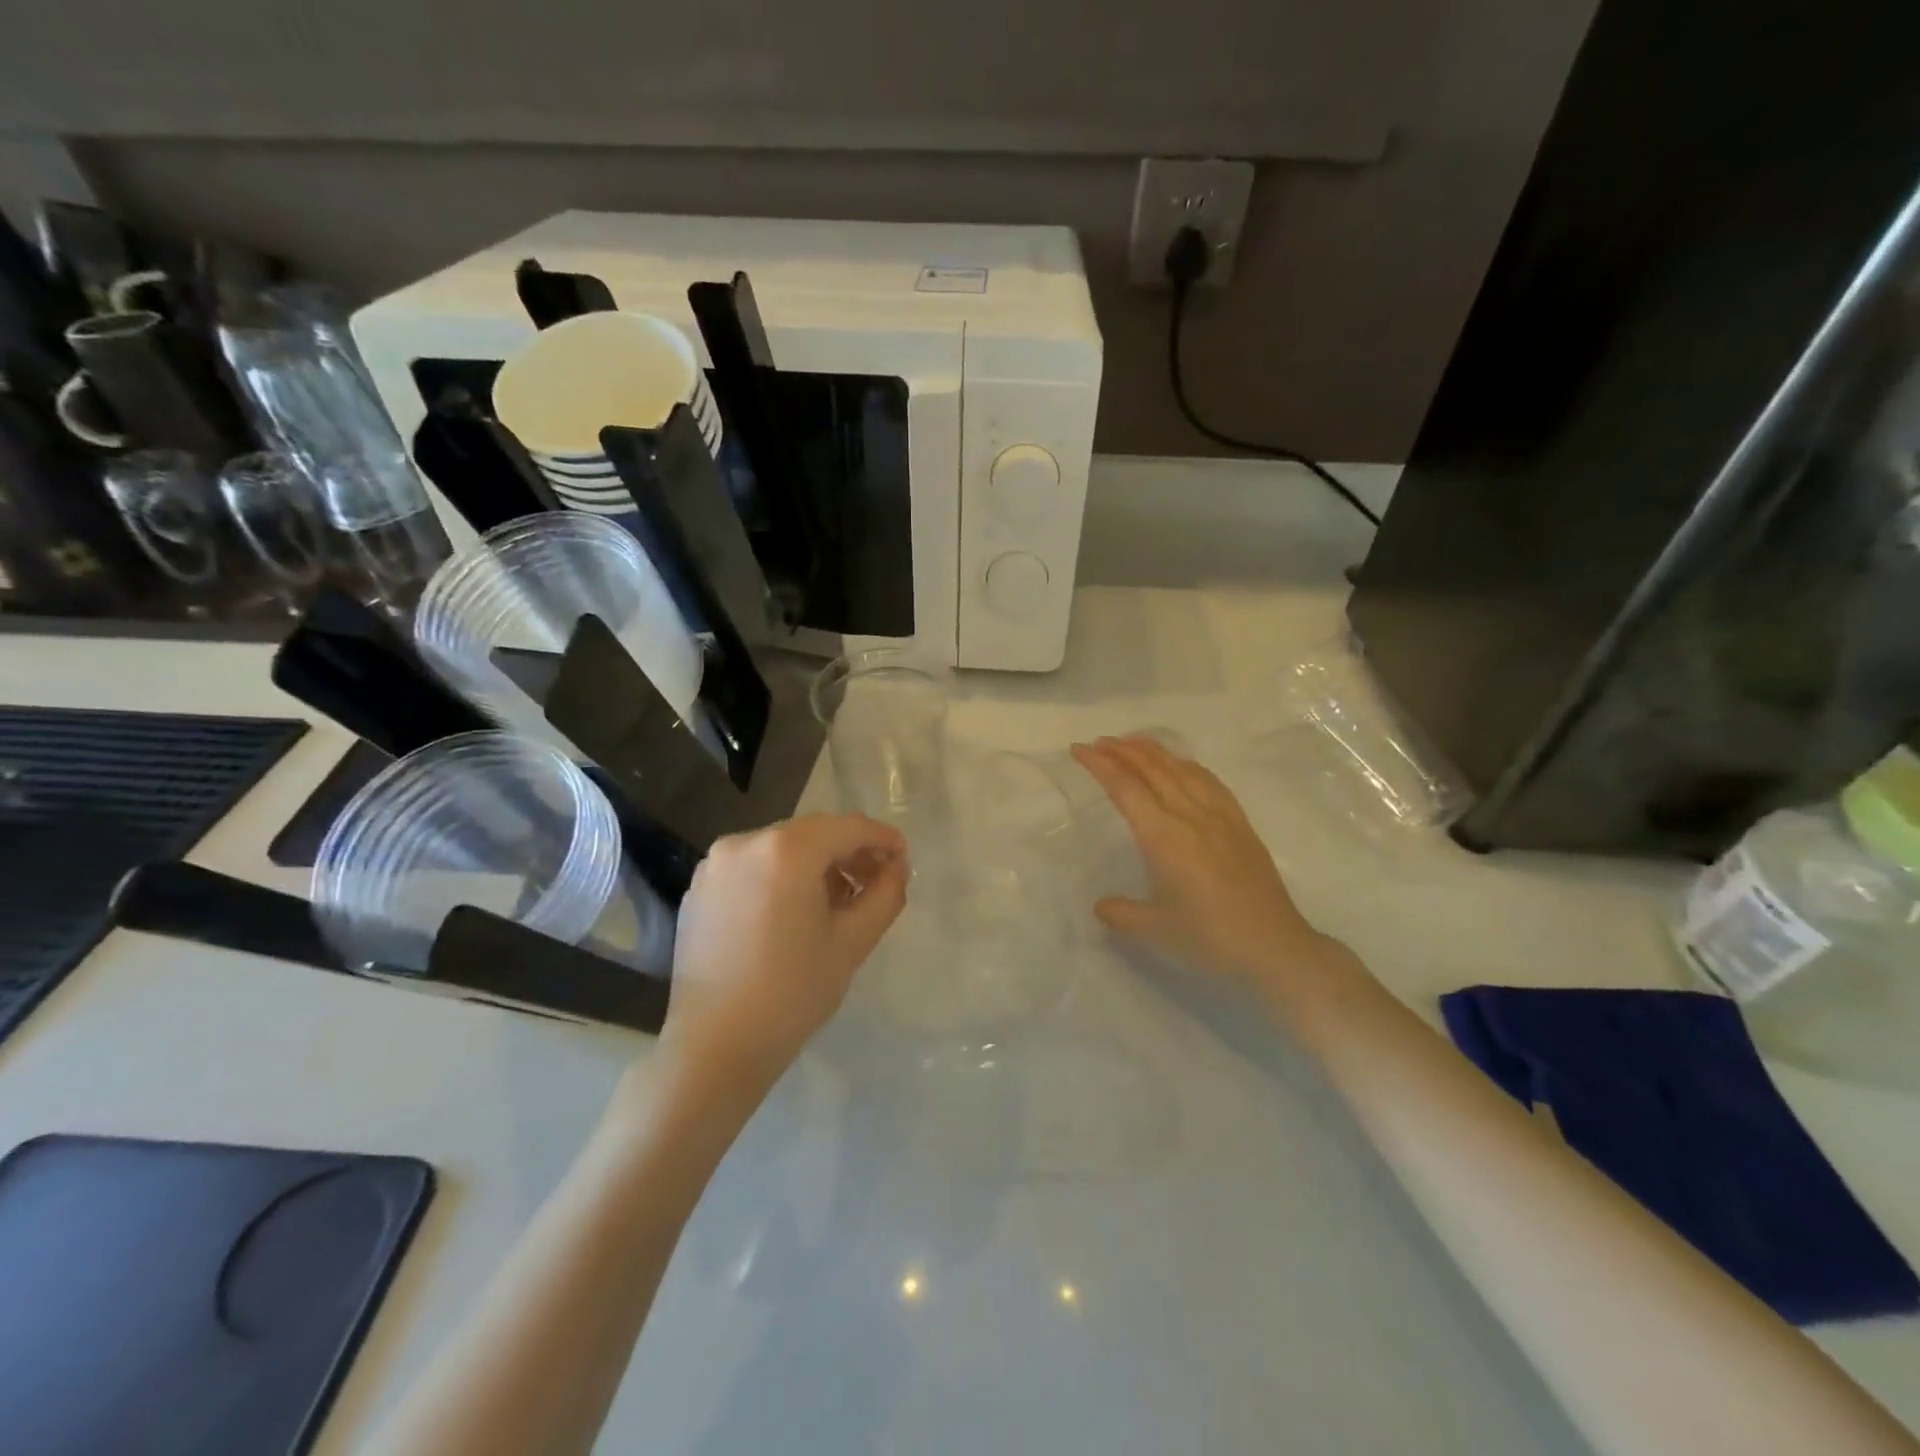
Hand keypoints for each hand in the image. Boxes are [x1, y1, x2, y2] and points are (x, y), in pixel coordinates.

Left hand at [660, 814, 907, 1094]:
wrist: (714, 1047)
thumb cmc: (792, 993)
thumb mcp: (853, 942)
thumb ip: (885, 894)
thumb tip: (896, 866)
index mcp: (786, 850)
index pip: (847, 827)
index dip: (881, 838)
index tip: (903, 858)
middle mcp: (746, 842)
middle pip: (813, 833)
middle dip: (848, 852)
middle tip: (875, 882)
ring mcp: (716, 864)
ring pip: (782, 848)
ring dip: (815, 865)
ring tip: (836, 902)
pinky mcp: (699, 888)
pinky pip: (753, 867)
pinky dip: (780, 877)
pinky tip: (793, 913)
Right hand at [1073, 736, 1328, 984]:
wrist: (1275, 947)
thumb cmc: (1210, 938)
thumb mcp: (1154, 930)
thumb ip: (1121, 913)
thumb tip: (1101, 906)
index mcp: (1164, 837)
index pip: (1125, 788)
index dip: (1100, 764)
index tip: (1079, 750)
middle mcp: (1190, 816)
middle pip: (1152, 768)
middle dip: (1122, 750)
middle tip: (1098, 742)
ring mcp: (1219, 816)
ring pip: (1181, 768)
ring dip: (1152, 751)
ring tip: (1132, 744)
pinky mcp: (1240, 824)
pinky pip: (1209, 781)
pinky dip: (1186, 765)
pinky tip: (1181, 766)